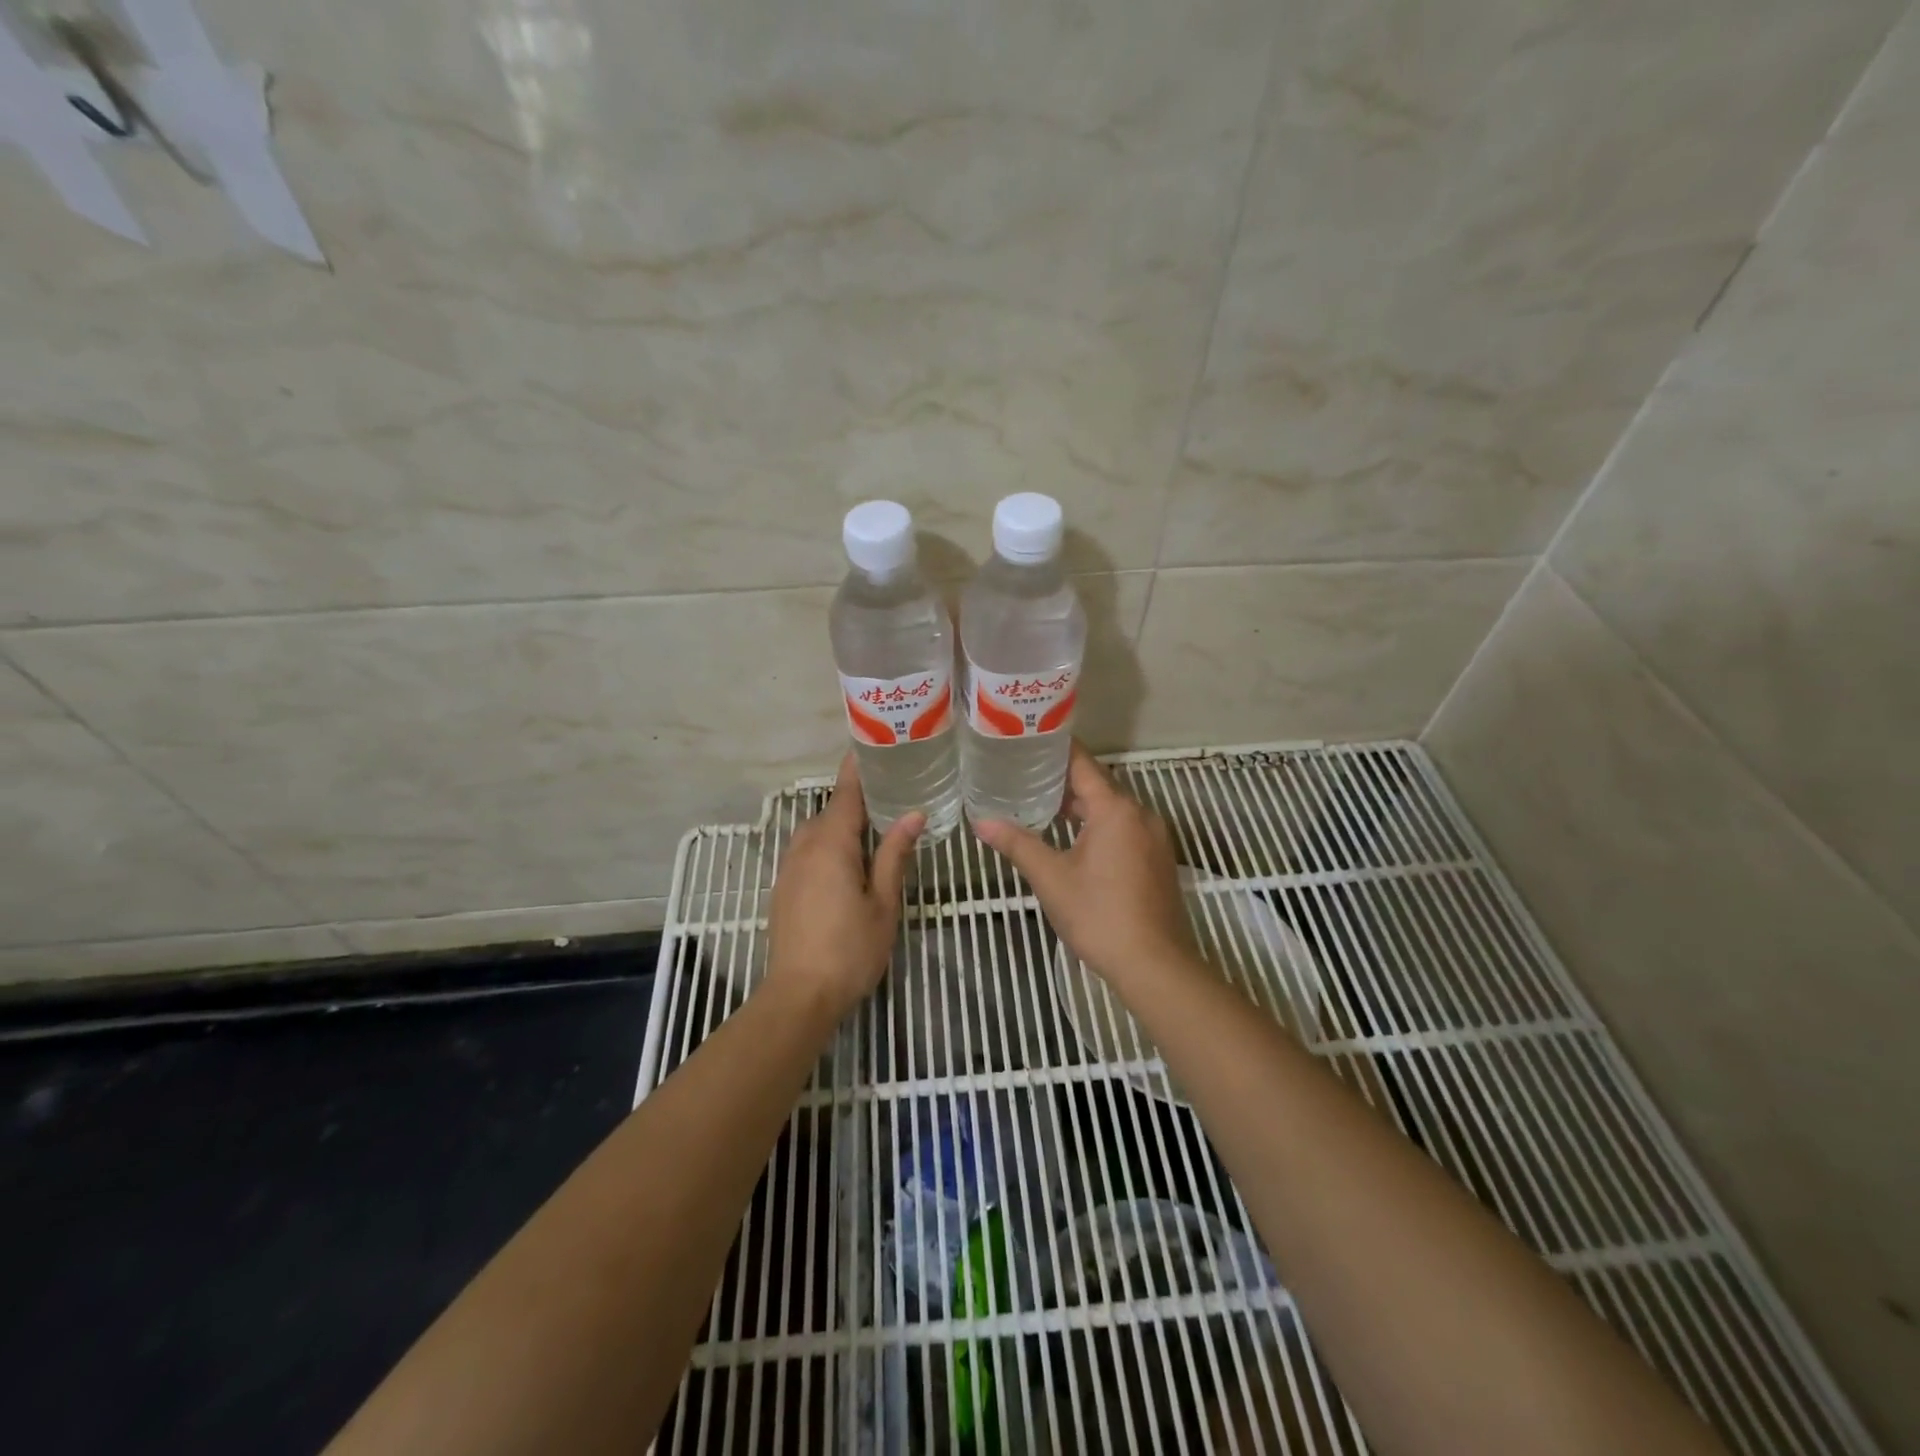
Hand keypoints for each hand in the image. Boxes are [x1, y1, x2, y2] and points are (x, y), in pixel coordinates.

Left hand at [766, 753, 923, 1017]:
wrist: (799, 996)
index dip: (859, 768)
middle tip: (893, 790)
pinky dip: (829, 843)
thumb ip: (894, 854)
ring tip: (876, 825)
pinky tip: (850, 860)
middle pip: (832, 810)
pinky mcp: (784, 886)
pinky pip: (809, 850)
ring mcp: (790, 867)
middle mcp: (805, 847)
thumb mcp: (883, 902)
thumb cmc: (850, 949)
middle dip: (858, 798)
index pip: (845, 792)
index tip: (875, 745)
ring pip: (818, 831)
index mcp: (831, 844)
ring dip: (843, 823)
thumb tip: (913, 814)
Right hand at [974, 741, 1193, 987]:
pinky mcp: (1158, 859)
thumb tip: (980, 823)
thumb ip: (1018, 844)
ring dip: (1082, 805)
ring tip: (1044, 804)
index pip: (1083, 764)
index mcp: (1115, 809)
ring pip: (1113, 809)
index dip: (1057, 749)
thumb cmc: (1099, 915)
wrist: (1153, 964)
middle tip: (1026, 774)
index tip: (1030, 739)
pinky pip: (1125, 828)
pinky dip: (1100, 825)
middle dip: (1064, 780)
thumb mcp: (1051, 878)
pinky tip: (1075, 839)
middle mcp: (1140, 814)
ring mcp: (1154, 837)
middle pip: (1099, 785)